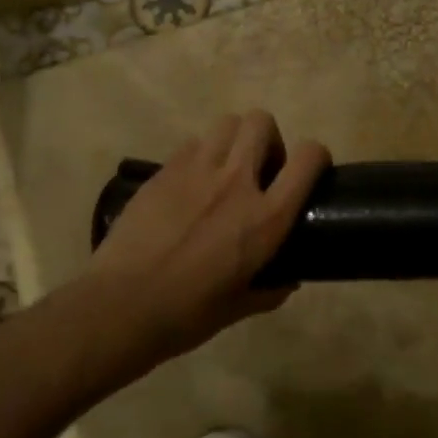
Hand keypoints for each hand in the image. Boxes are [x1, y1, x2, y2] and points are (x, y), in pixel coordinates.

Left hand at [88, 110, 328, 358]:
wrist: (121, 306)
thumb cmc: (186, 314)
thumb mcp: (240, 308)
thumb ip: (271, 289)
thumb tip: (287, 279)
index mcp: (265, 218)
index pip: (307, 158)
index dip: (316, 156)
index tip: (309, 170)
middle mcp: (235, 183)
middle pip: (261, 122)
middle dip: (269, 139)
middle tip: (260, 170)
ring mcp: (196, 170)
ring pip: (226, 123)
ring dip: (234, 140)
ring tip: (225, 169)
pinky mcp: (163, 171)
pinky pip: (192, 143)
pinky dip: (201, 155)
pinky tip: (191, 184)